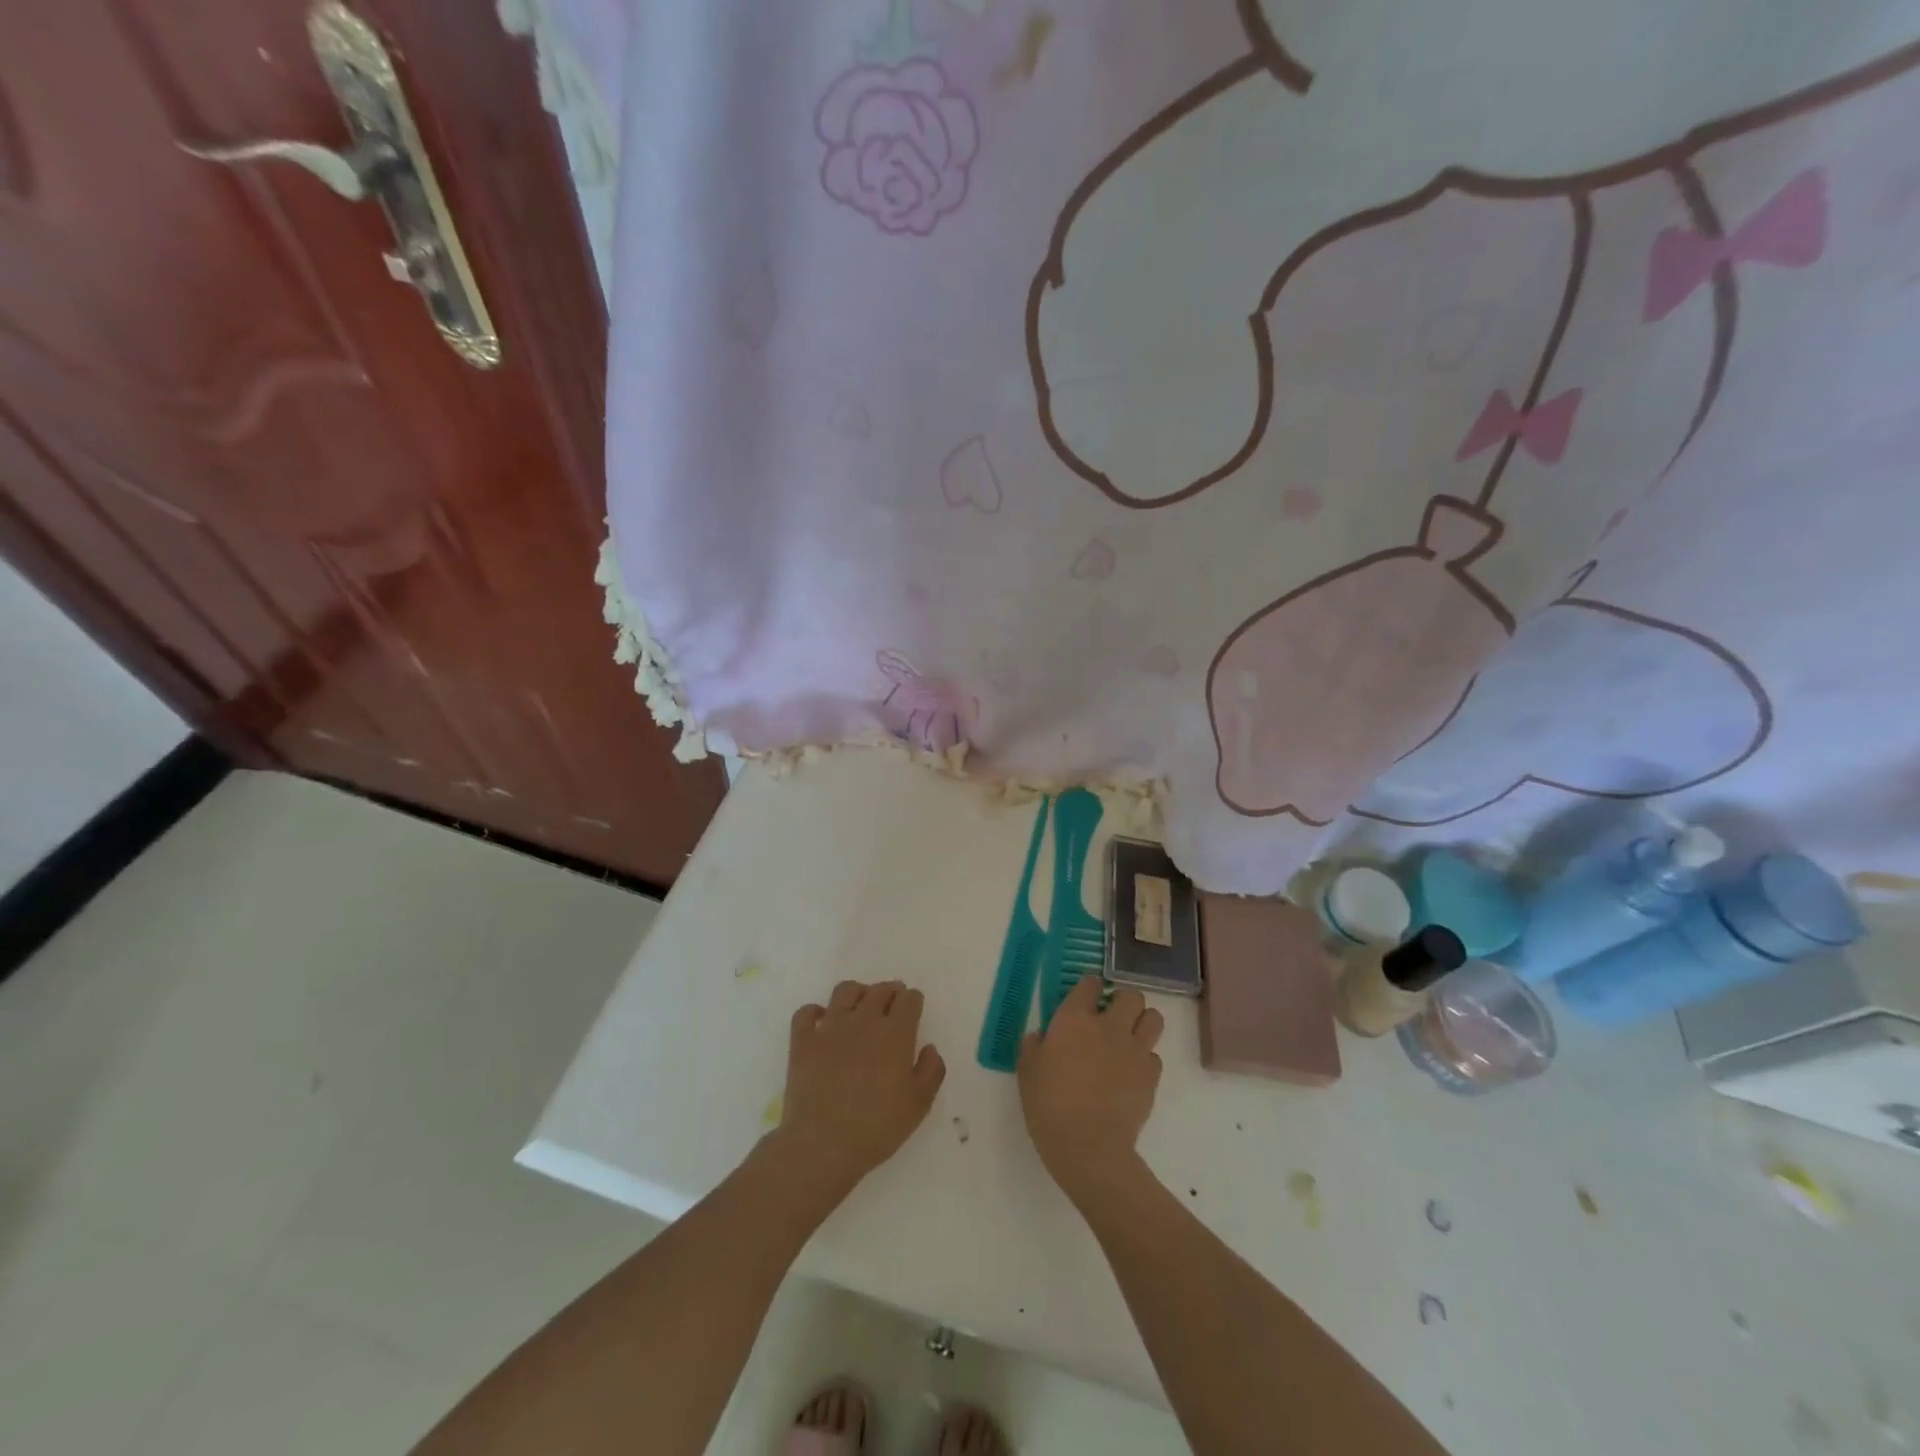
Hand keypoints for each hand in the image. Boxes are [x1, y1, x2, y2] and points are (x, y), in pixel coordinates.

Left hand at [772, 980, 945, 1199]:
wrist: (823, 1144)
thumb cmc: (877, 1127)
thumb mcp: (919, 1105)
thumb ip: (932, 1070)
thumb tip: (929, 1048)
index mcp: (895, 1033)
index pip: (909, 999)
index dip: (913, 1001)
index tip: (913, 1009)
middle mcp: (863, 1020)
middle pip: (879, 990)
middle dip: (890, 992)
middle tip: (892, 1002)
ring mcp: (830, 1027)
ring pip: (845, 991)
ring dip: (857, 992)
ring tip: (860, 1004)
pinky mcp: (803, 1040)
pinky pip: (807, 1012)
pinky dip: (815, 1011)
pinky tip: (821, 1021)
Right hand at [1018, 976, 1163, 1206]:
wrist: (1088, 1147)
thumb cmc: (1049, 1106)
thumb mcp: (1027, 1072)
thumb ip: (1033, 1046)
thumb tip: (1040, 1036)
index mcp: (1075, 1019)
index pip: (1090, 983)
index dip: (1089, 986)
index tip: (1086, 996)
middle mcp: (1109, 1026)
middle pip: (1131, 995)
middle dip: (1124, 1000)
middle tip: (1112, 1015)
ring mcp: (1134, 1049)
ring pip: (1154, 1018)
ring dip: (1143, 1022)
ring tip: (1130, 1037)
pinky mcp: (1151, 1076)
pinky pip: (1155, 1055)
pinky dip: (1146, 1059)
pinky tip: (1132, 1072)